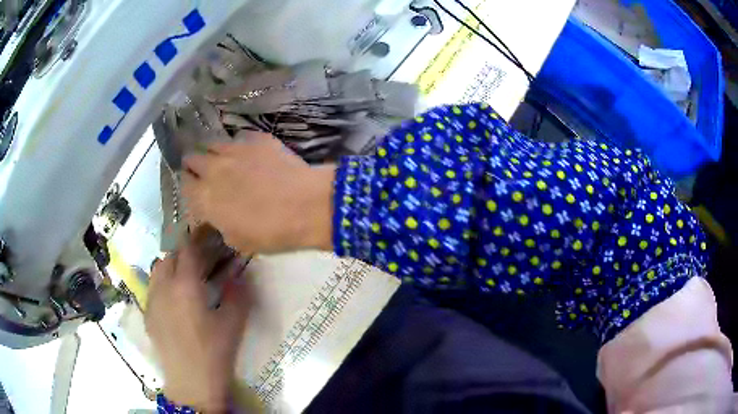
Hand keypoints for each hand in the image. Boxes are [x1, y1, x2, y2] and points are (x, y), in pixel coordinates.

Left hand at [145, 228, 251, 411]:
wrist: (190, 382)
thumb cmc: (214, 353)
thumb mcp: (233, 324)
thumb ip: (238, 294)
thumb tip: (240, 274)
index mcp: (185, 285)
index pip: (189, 249)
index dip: (198, 238)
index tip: (208, 235)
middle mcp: (164, 286)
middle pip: (170, 256)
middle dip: (184, 252)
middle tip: (200, 261)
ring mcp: (152, 300)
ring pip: (157, 269)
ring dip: (170, 266)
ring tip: (184, 278)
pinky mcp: (147, 314)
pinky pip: (152, 287)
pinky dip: (162, 283)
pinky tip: (174, 301)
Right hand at [181, 132, 334, 254]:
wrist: (305, 206)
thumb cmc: (270, 233)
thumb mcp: (237, 241)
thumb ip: (221, 223)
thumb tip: (220, 214)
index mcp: (204, 197)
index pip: (184, 184)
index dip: (188, 185)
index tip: (195, 188)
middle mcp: (213, 168)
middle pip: (192, 158)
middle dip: (195, 164)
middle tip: (205, 172)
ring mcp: (235, 149)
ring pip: (213, 143)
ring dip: (214, 152)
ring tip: (225, 160)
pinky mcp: (257, 138)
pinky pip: (240, 137)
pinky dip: (240, 144)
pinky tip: (251, 153)